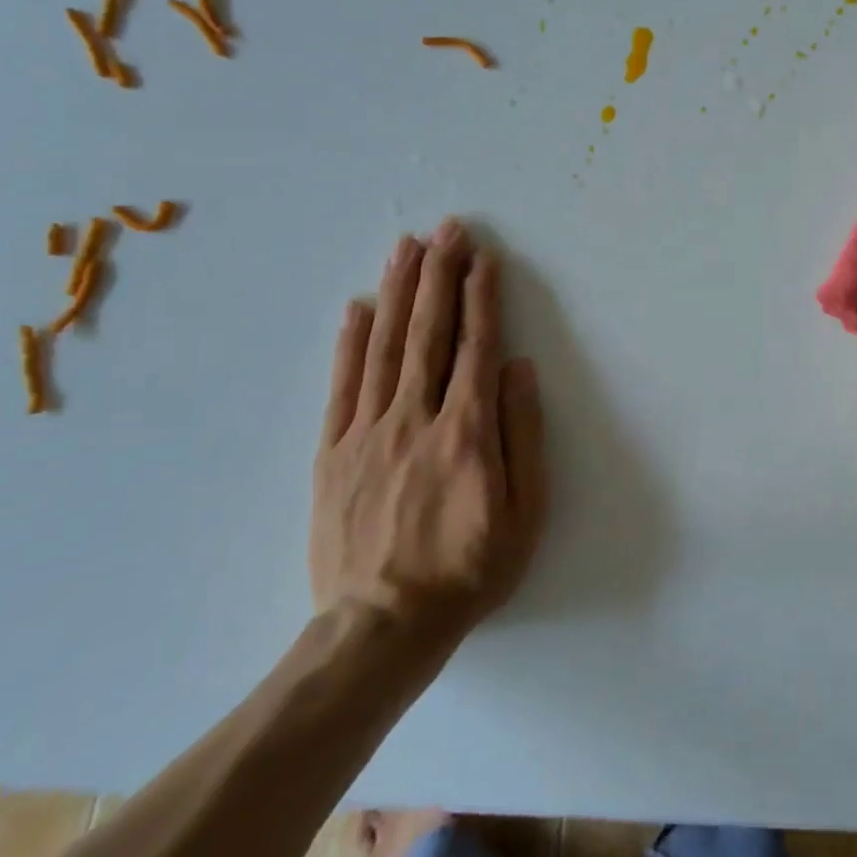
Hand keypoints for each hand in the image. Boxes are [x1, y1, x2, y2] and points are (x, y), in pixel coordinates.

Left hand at [311, 220, 547, 656]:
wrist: (381, 627)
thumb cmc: (469, 570)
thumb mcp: (525, 512)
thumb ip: (523, 435)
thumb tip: (519, 369)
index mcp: (466, 432)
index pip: (476, 347)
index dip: (481, 297)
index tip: (484, 258)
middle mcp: (415, 418)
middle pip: (429, 333)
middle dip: (440, 275)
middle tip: (446, 229)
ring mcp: (367, 433)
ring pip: (384, 347)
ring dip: (398, 291)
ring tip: (406, 246)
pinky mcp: (332, 453)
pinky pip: (341, 386)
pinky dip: (350, 342)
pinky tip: (358, 306)